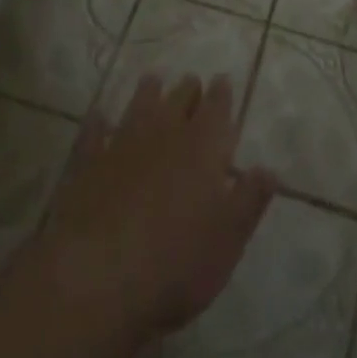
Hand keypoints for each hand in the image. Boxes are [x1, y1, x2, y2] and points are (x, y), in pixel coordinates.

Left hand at [19, 75, 278, 353]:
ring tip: (153, 81)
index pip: (217, 108)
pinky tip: (99, 116)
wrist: (97, 277)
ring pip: (140, 105)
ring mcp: (123, 143)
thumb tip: (269, 169)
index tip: (222, 79)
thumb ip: (249, 200)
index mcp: (203, 146)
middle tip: (191, 82)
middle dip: (188, 89)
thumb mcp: (228, 240)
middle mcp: (165, 132)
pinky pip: (94, 132)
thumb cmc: (175, 263)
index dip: (221, 93)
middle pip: (180, 99)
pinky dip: (99, 122)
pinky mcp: (87, 162)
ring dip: (148, 92)